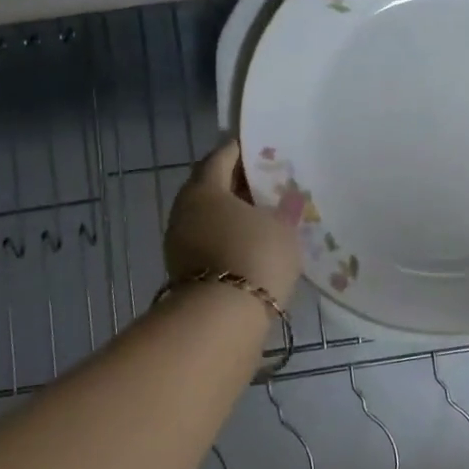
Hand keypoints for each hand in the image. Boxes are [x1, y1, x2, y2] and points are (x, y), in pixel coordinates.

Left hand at [164, 140, 303, 304]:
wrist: (222, 320)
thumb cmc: (254, 256)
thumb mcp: (281, 228)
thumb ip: (285, 209)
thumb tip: (289, 199)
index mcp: (204, 189)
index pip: (220, 158)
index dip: (240, 150)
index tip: (259, 147)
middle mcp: (184, 211)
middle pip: (211, 187)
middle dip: (236, 184)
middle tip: (265, 182)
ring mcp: (179, 244)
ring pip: (209, 218)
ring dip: (232, 214)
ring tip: (263, 215)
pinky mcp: (184, 273)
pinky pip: (209, 242)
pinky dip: (228, 238)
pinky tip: (251, 244)